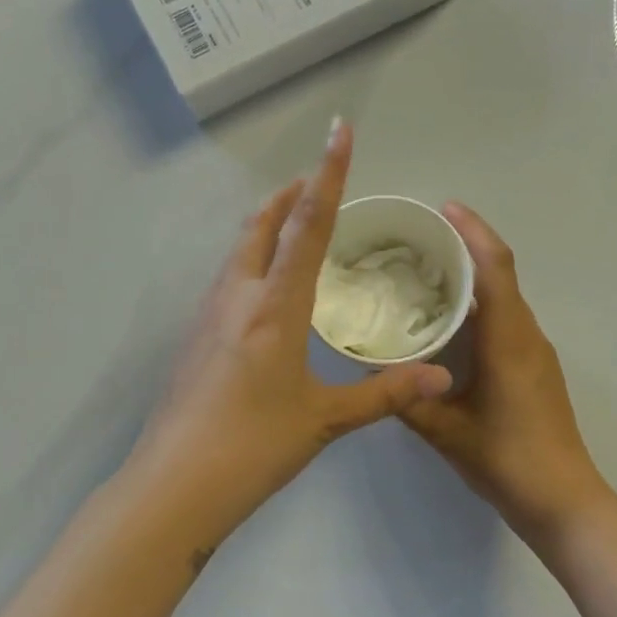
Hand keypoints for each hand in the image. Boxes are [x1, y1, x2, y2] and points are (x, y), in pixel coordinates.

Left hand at [126, 118, 453, 544]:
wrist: (175, 485)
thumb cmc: (254, 446)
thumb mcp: (325, 418)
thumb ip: (385, 391)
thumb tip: (441, 376)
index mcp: (274, 307)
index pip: (307, 225)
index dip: (328, 175)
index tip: (338, 131)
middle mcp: (236, 297)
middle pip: (261, 225)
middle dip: (290, 194)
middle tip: (317, 180)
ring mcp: (207, 316)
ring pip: (238, 251)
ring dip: (267, 226)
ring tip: (295, 224)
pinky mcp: (194, 338)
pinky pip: (228, 279)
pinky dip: (252, 261)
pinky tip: (265, 288)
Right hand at [400, 204, 610, 543]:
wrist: (563, 500)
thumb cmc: (506, 460)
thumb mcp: (446, 431)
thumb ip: (407, 398)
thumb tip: (372, 370)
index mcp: (508, 339)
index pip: (494, 267)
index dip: (473, 231)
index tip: (444, 208)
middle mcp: (527, 335)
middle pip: (501, 274)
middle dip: (466, 248)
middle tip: (419, 241)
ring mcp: (536, 352)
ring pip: (504, 299)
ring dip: (473, 280)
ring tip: (426, 276)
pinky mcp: (536, 370)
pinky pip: (507, 322)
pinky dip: (480, 309)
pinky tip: (449, 326)